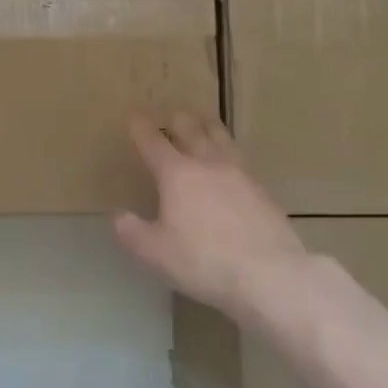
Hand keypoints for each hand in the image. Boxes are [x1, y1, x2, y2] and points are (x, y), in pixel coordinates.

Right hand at [113, 112, 308, 319]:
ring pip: (222, 140)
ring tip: (206, 121)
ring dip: (210, 127)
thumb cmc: (203, 261)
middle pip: (193, 133)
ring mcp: (240, 175)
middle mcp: (209, 165)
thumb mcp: (155, 253)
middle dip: (179, 121)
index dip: (142, 128)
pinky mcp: (262, 191)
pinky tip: (233, 161)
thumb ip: (132, 231)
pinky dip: (231, 151)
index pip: (154, 144)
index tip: (135, 114)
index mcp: (178, 176)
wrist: (268, 274)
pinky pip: (241, 160)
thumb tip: (118, 215)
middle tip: (174, 114)